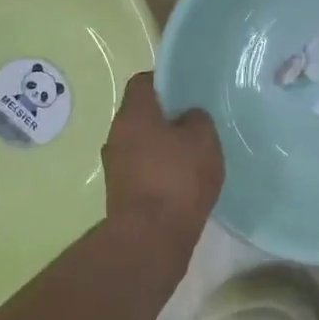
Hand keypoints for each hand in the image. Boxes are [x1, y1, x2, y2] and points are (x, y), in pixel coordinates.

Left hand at [103, 71, 223, 235]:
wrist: (151, 237)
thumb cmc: (178, 178)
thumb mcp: (204, 140)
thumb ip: (197, 120)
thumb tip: (187, 117)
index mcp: (134, 114)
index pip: (143, 82)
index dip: (165, 82)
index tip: (187, 93)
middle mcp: (116, 135)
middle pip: (141, 115)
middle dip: (165, 118)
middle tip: (194, 126)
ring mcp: (114, 167)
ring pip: (140, 144)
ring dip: (161, 148)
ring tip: (190, 158)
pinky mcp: (119, 193)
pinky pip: (141, 171)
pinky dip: (158, 172)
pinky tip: (181, 184)